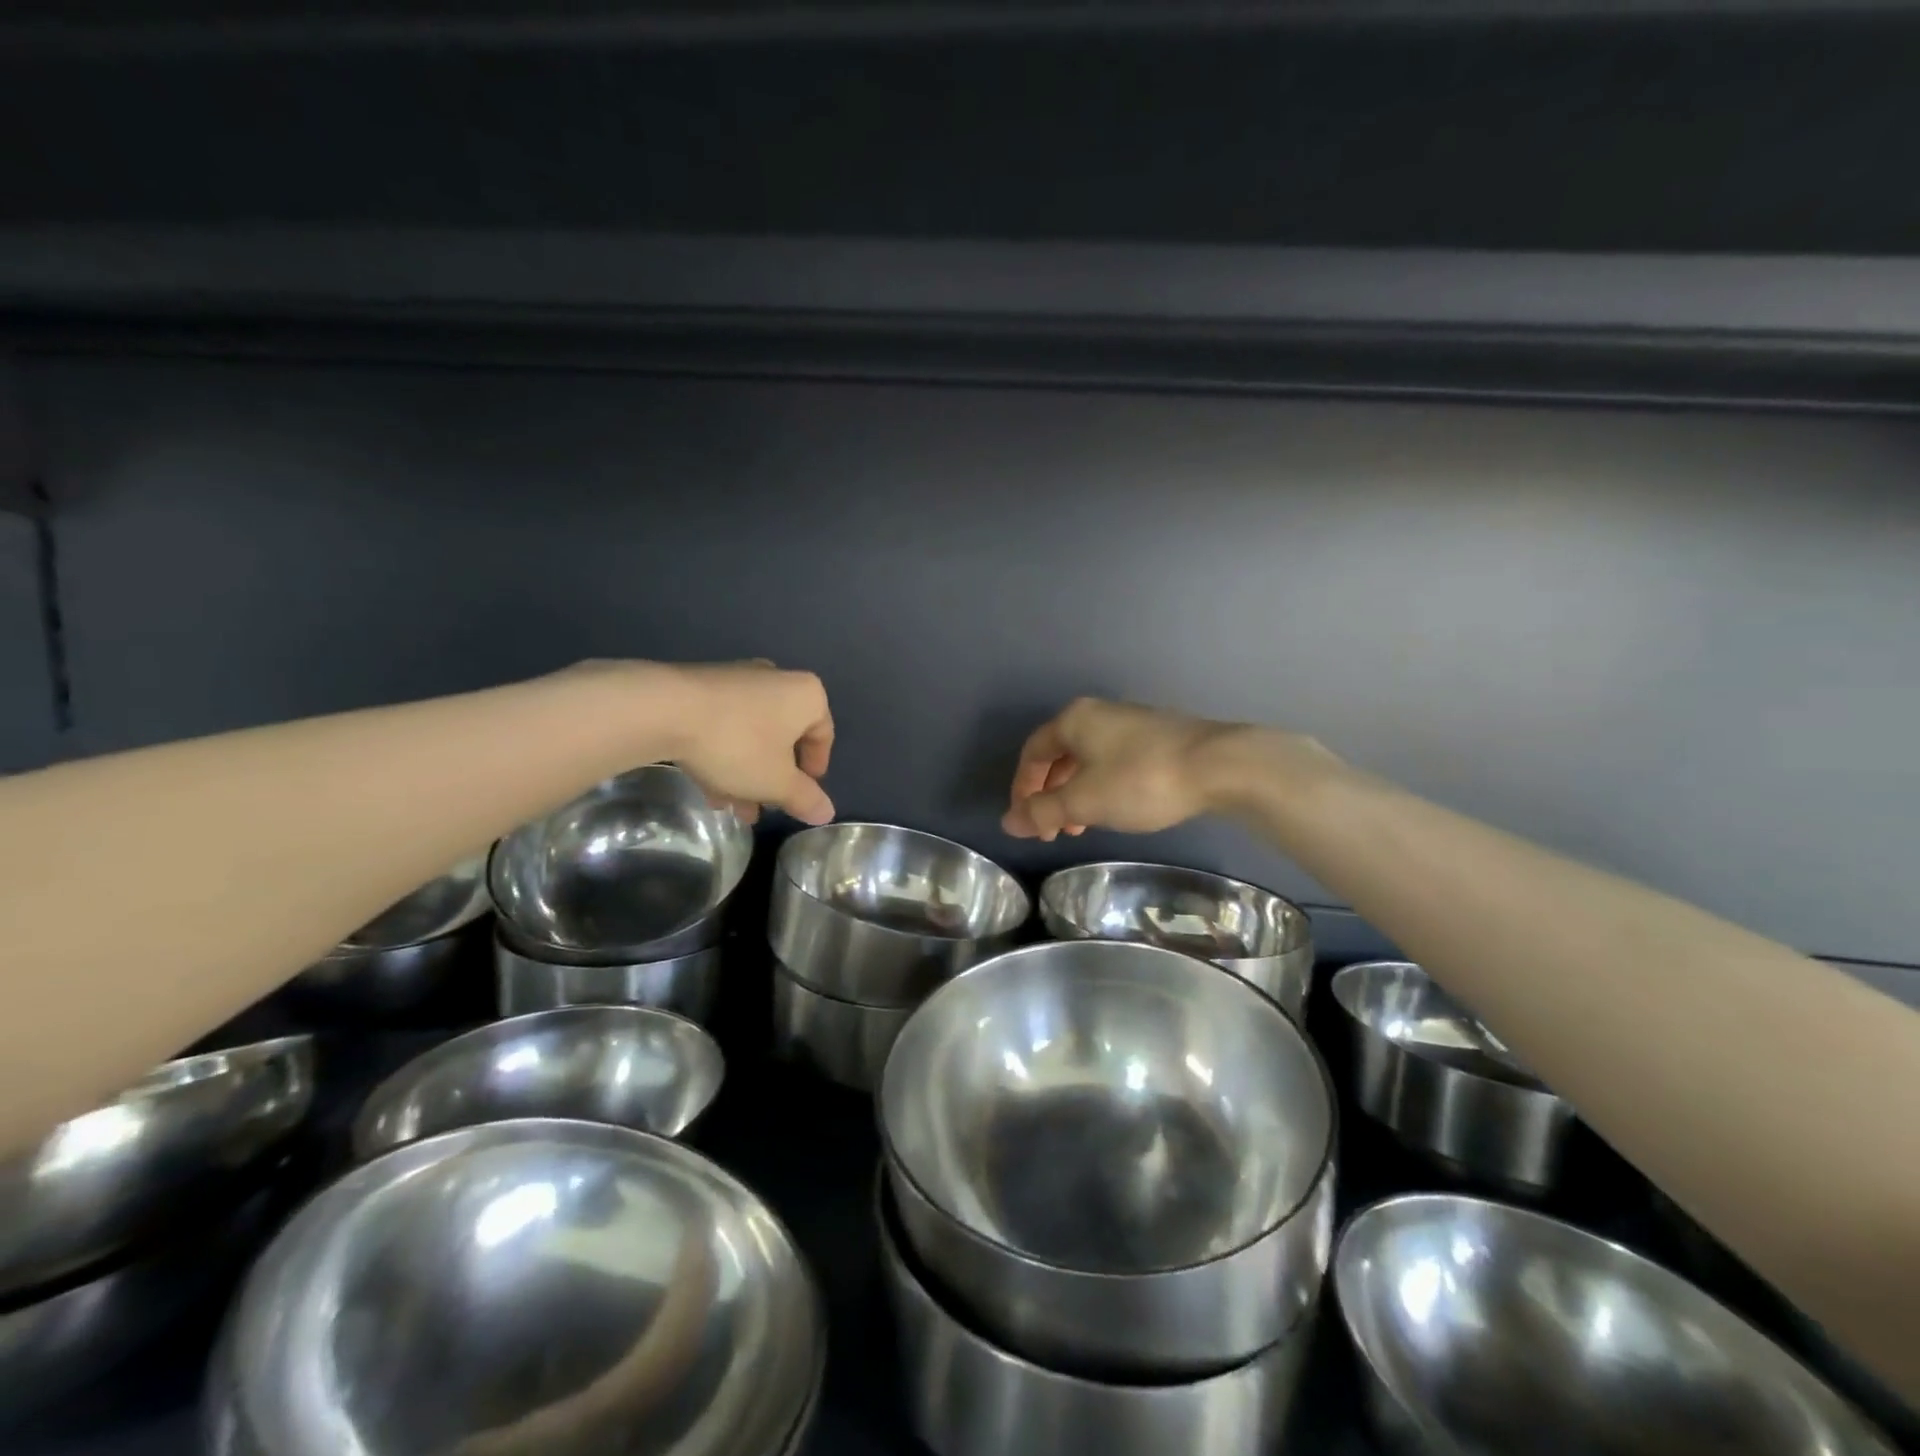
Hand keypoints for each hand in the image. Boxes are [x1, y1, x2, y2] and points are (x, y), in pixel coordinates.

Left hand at [593, 659, 834, 825]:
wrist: (664, 710)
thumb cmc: (738, 744)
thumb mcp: (776, 782)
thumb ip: (804, 798)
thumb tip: (827, 813)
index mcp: (806, 695)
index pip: (823, 735)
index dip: (815, 771)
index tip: (801, 796)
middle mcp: (777, 680)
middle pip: (784, 736)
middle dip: (775, 776)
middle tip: (766, 806)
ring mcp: (738, 680)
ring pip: (752, 734)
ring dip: (747, 772)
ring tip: (734, 807)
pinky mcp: (703, 686)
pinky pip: (725, 726)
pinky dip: (724, 755)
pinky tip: (710, 787)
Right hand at [1003, 697, 1334, 841]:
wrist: (1219, 765)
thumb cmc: (1140, 780)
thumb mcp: (1084, 801)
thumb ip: (1042, 811)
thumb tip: (1008, 822)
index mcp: (1073, 720)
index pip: (1032, 753)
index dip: (1022, 789)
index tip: (1026, 822)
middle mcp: (1098, 714)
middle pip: (1059, 756)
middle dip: (1050, 795)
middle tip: (1052, 830)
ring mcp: (1130, 722)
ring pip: (1087, 761)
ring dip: (1076, 795)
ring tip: (1080, 827)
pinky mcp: (1157, 736)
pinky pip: (1113, 762)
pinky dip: (1101, 788)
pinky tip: (1113, 810)